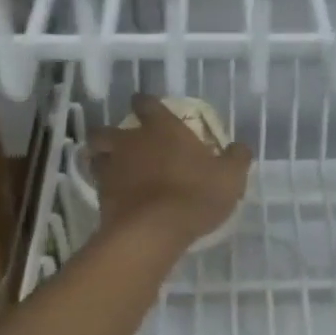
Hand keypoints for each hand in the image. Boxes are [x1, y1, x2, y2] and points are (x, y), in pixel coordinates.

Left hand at [89, 95, 253, 249]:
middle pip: (107, 130)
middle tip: (122, 143)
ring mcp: (111, 169)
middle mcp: (131, 142)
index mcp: (161, 129)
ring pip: (96, 156)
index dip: (145, 103)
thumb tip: (240, 147)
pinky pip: (97, 185)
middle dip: (111, 134)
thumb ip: (236, 158)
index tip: (144, 105)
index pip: (147, 104)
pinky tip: (116, 197)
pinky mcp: (100, 196)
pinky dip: (104, 188)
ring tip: (112, 168)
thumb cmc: (195, 195)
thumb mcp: (230, 177)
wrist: (154, 231)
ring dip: (102, 159)